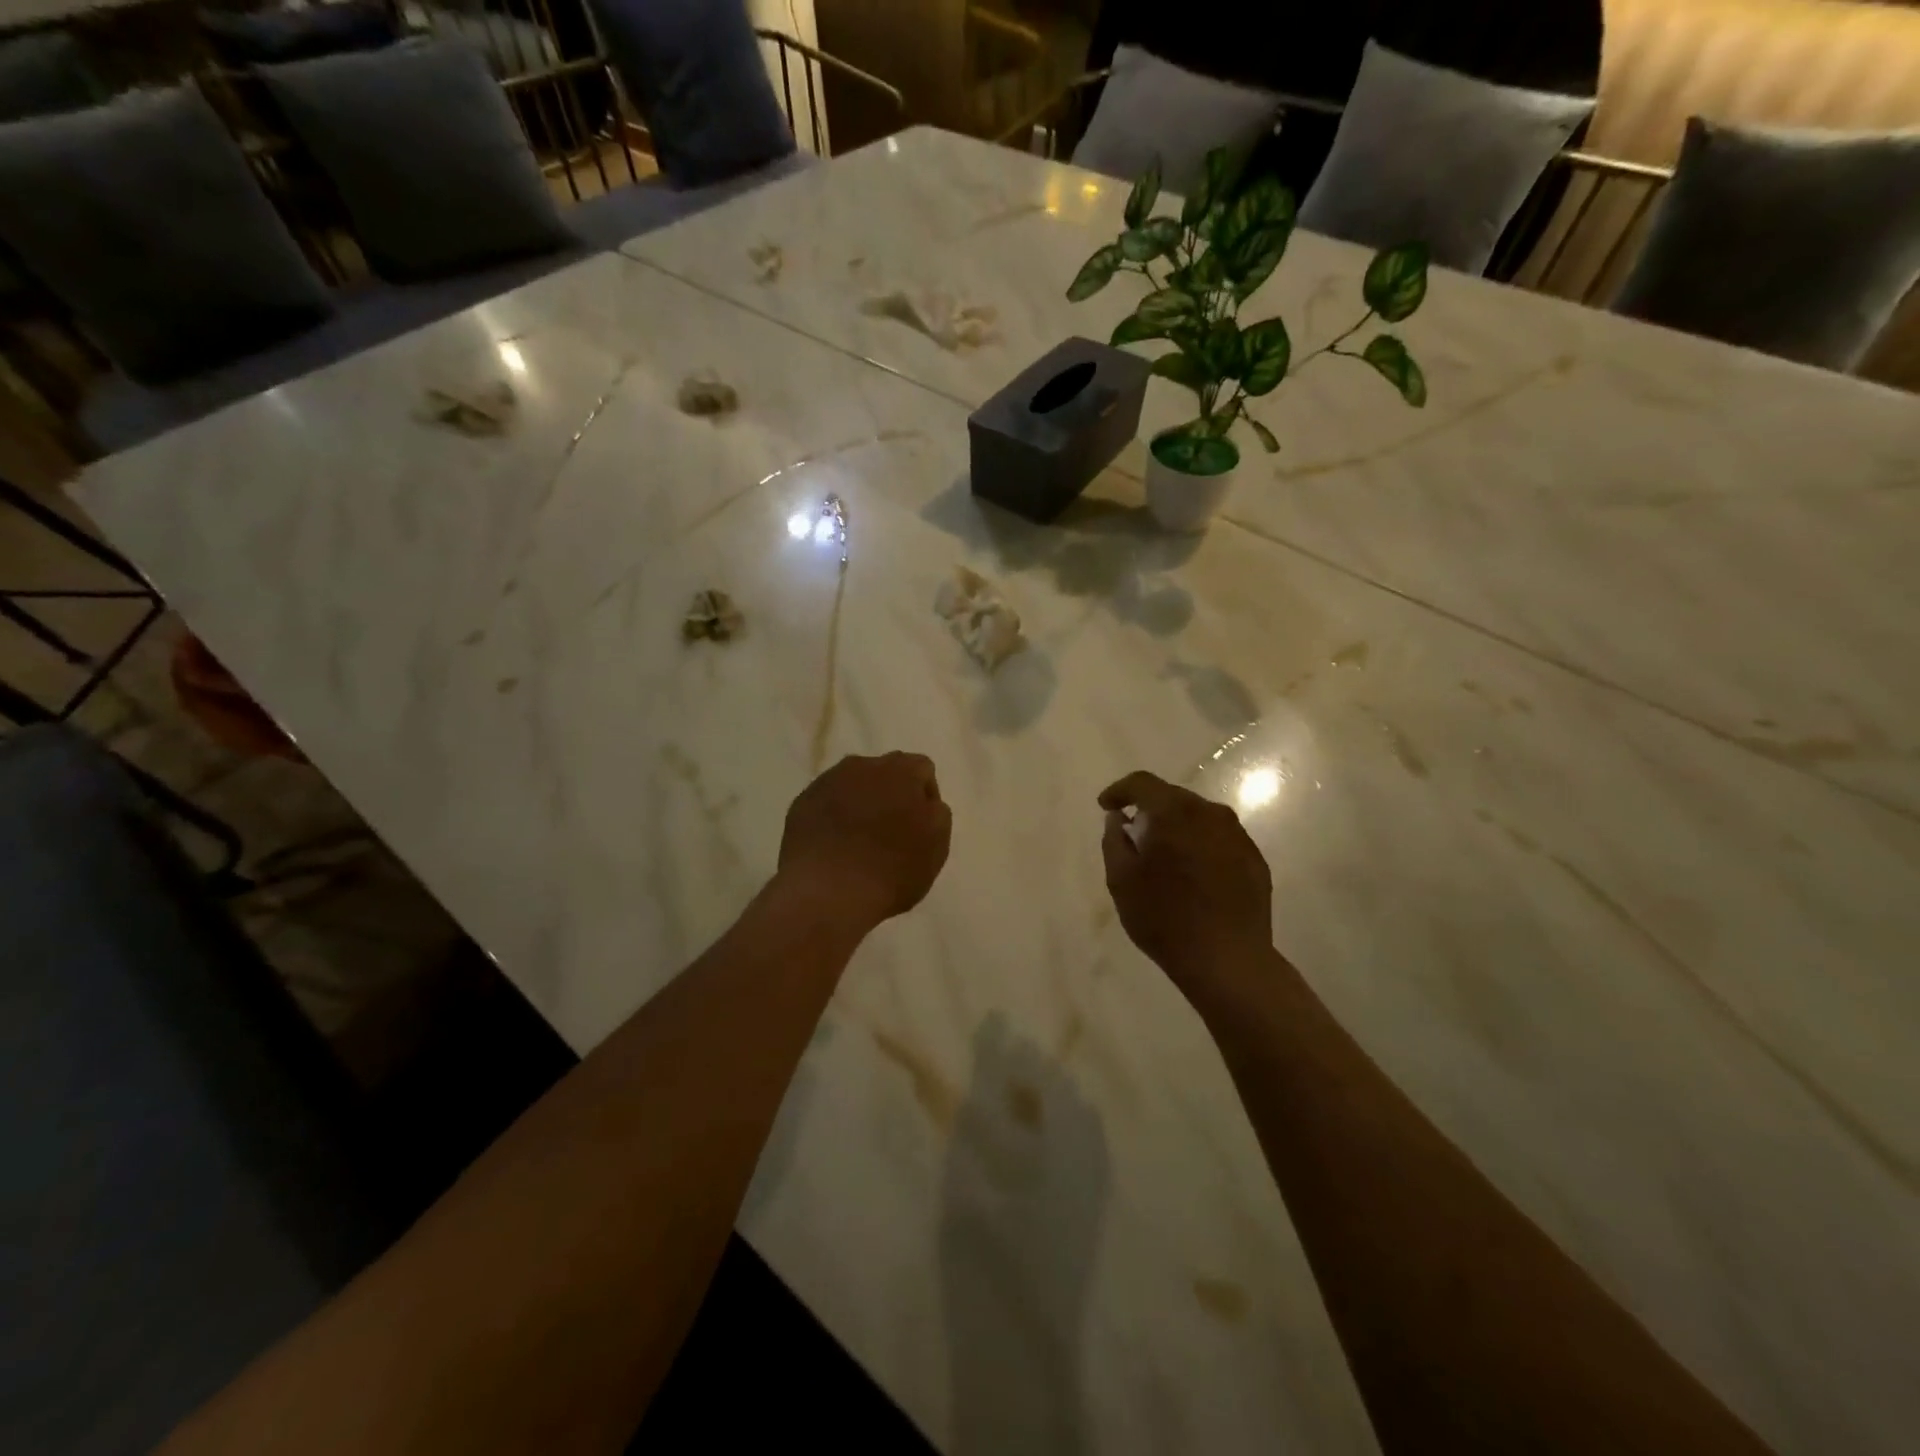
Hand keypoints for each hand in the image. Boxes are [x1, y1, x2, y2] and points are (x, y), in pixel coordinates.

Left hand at [778, 752, 952, 932]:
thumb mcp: (937, 846)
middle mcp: (863, 766)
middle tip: (891, 832)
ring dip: (861, 802)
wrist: (827, 892)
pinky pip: (826, 802)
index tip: (920, 828)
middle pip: (886, 772)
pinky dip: (833, 816)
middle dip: (891, 794)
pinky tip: (834, 846)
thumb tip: (923, 802)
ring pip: (853, 784)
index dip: (924, 797)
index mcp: (901, 771)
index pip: (921, 770)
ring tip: (858, 840)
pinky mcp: (802, 803)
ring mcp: (828, 782)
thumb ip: (936, 813)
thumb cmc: (891, 870)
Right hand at [1098, 771, 1273, 998]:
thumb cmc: (1164, 918)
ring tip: (1164, 857)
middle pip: (1172, 797)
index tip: (1106, 807)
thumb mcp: (1121, 880)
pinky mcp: (1254, 859)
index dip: (1120, 790)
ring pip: (1198, 818)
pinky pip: (1219, 840)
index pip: (1142, 783)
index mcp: (1174, 812)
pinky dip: (1200, 846)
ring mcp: (1237, 835)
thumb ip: (1114, 840)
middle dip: (1150, 810)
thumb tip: (1119, 818)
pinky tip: (1193, 876)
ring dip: (1177, 828)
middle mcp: (1210, 813)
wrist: (1228, 960)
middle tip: (1133, 835)